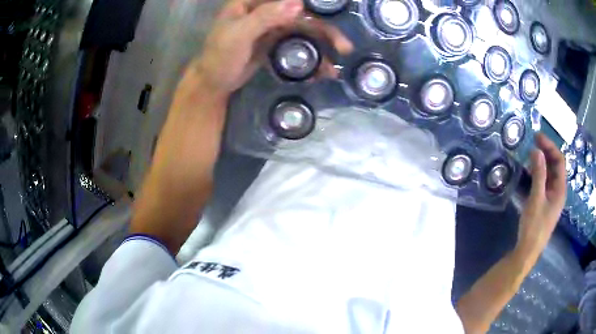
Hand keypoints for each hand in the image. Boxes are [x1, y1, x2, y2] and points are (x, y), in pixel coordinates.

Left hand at [186, 0, 353, 96]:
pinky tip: (323, 68)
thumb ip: (265, 17)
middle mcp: (266, 11)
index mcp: (253, 3)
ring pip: (304, 30)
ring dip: (323, 43)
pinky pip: (299, 44)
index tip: (333, 10)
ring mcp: (272, 27)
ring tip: (338, 60)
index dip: (313, 3)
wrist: (214, 83)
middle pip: (302, 15)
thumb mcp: (238, 35)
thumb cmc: (219, 57)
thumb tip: (298, 4)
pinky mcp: (276, 43)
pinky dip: (312, 55)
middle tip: (343, 46)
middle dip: (324, 29)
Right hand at [517, 133, 566, 257]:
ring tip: (530, 154)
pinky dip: (539, 173)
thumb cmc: (534, 226)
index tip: (537, 137)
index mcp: (560, 189)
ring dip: (542, 162)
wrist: (527, 251)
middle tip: (533, 142)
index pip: (559, 161)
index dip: (550, 146)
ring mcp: (552, 197)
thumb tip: (537, 150)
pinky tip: (530, 171)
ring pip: (550, 174)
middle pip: (555, 166)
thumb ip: (539, 174)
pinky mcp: (545, 203)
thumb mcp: (536, 199)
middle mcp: (558, 191)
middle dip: (546, 152)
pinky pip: (544, 182)